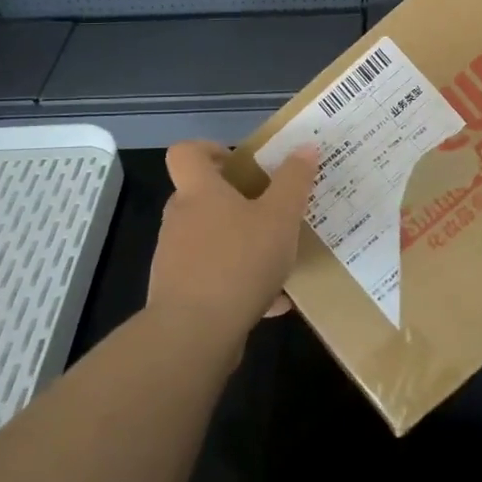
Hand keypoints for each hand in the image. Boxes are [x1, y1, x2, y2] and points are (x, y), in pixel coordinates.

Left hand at [148, 140, 316, 346]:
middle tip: (272, 209)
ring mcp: (176, 258)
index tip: (240, 162)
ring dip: (241, 244)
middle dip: (237, 201)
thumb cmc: (238, 262)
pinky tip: (273, 302)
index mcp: (200, 192)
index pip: (186, 153)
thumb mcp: (280, 217)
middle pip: (202, 197)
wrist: (194, 334)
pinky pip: (214, 278)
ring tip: (278, 259)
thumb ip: (294, 181)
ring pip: (211, 240)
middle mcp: (180, 219)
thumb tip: (304, 147)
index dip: (209, 149)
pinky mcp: (180, 294)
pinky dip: (240, 283)